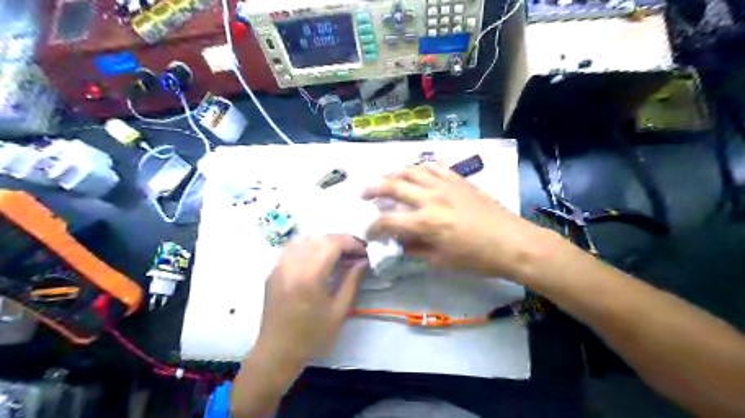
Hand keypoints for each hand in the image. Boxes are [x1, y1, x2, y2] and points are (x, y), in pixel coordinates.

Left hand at [256, 233, 366, 366]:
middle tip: (354, 253)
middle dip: (340, 241)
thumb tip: (362, 261)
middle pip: (320, 237)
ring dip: (324, 242)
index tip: (364, 252)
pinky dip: (309, 247)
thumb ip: (352, 281)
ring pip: (305, 239)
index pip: (333, 243)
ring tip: (338, 254)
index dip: (351, 243)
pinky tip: (318, 259)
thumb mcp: (339, 311)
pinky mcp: (274, 271)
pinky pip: (293, 248)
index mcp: (310, 275)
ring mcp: (280, 266)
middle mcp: (292, 264)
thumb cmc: (312, 336)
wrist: (276, 353)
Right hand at [365, 161, 549, 279]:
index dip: (373, 227)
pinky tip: (415, 172)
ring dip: (392, 173)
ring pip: (411, 170)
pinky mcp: (458, 179)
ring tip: (384, 178)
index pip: (387, 221)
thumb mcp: (441, 260)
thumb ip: (415, 249)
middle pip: (392, 186)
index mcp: (425, 223)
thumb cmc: (477, 258)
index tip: (368, 232)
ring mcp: (445, 185)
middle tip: (362, 194)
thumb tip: (398, 243)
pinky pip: (433, 166)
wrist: (512, 242)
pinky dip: (419, 167)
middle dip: (372, 189)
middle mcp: (430, 198)